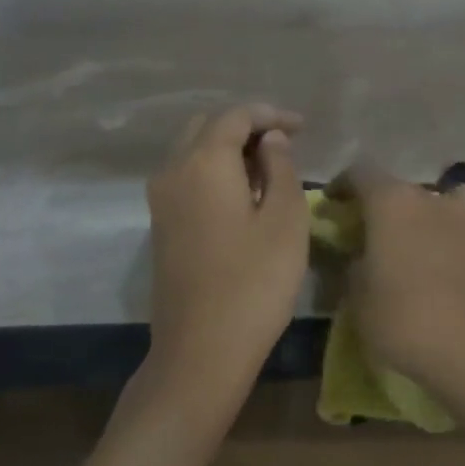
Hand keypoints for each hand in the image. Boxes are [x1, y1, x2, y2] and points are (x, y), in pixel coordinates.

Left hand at [147, 104, 308, 379]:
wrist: (201, 350)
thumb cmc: (254, 283)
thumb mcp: (285, 220)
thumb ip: (280, 168)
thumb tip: (270, 139)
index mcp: (203, 162)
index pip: (236, 116)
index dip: (271, 115)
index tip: (303, 128)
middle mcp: (172, 170)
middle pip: (207, 126)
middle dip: (246, 126)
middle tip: (285, 144)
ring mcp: (160, 200)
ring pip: (192, 151)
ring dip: (228, 148)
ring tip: (269, 168)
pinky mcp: (160, 225)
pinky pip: (186, 176)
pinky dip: (213, 170)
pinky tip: (243, 194)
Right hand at [331, 161, 464, 398]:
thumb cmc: (404, 318)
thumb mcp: (357, 297)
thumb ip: (351, 265)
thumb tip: (357, 255)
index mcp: (391, 201)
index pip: (359, 173)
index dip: (341, 186)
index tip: (330, 207)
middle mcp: (428, 198)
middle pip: (395, 188)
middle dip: (376, 205)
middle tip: (361, 234)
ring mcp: (461, 218)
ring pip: (429, 203)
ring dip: (412, 216)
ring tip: (401, 245)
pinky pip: (453, 226)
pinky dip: (441, 232)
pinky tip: (434, 257)